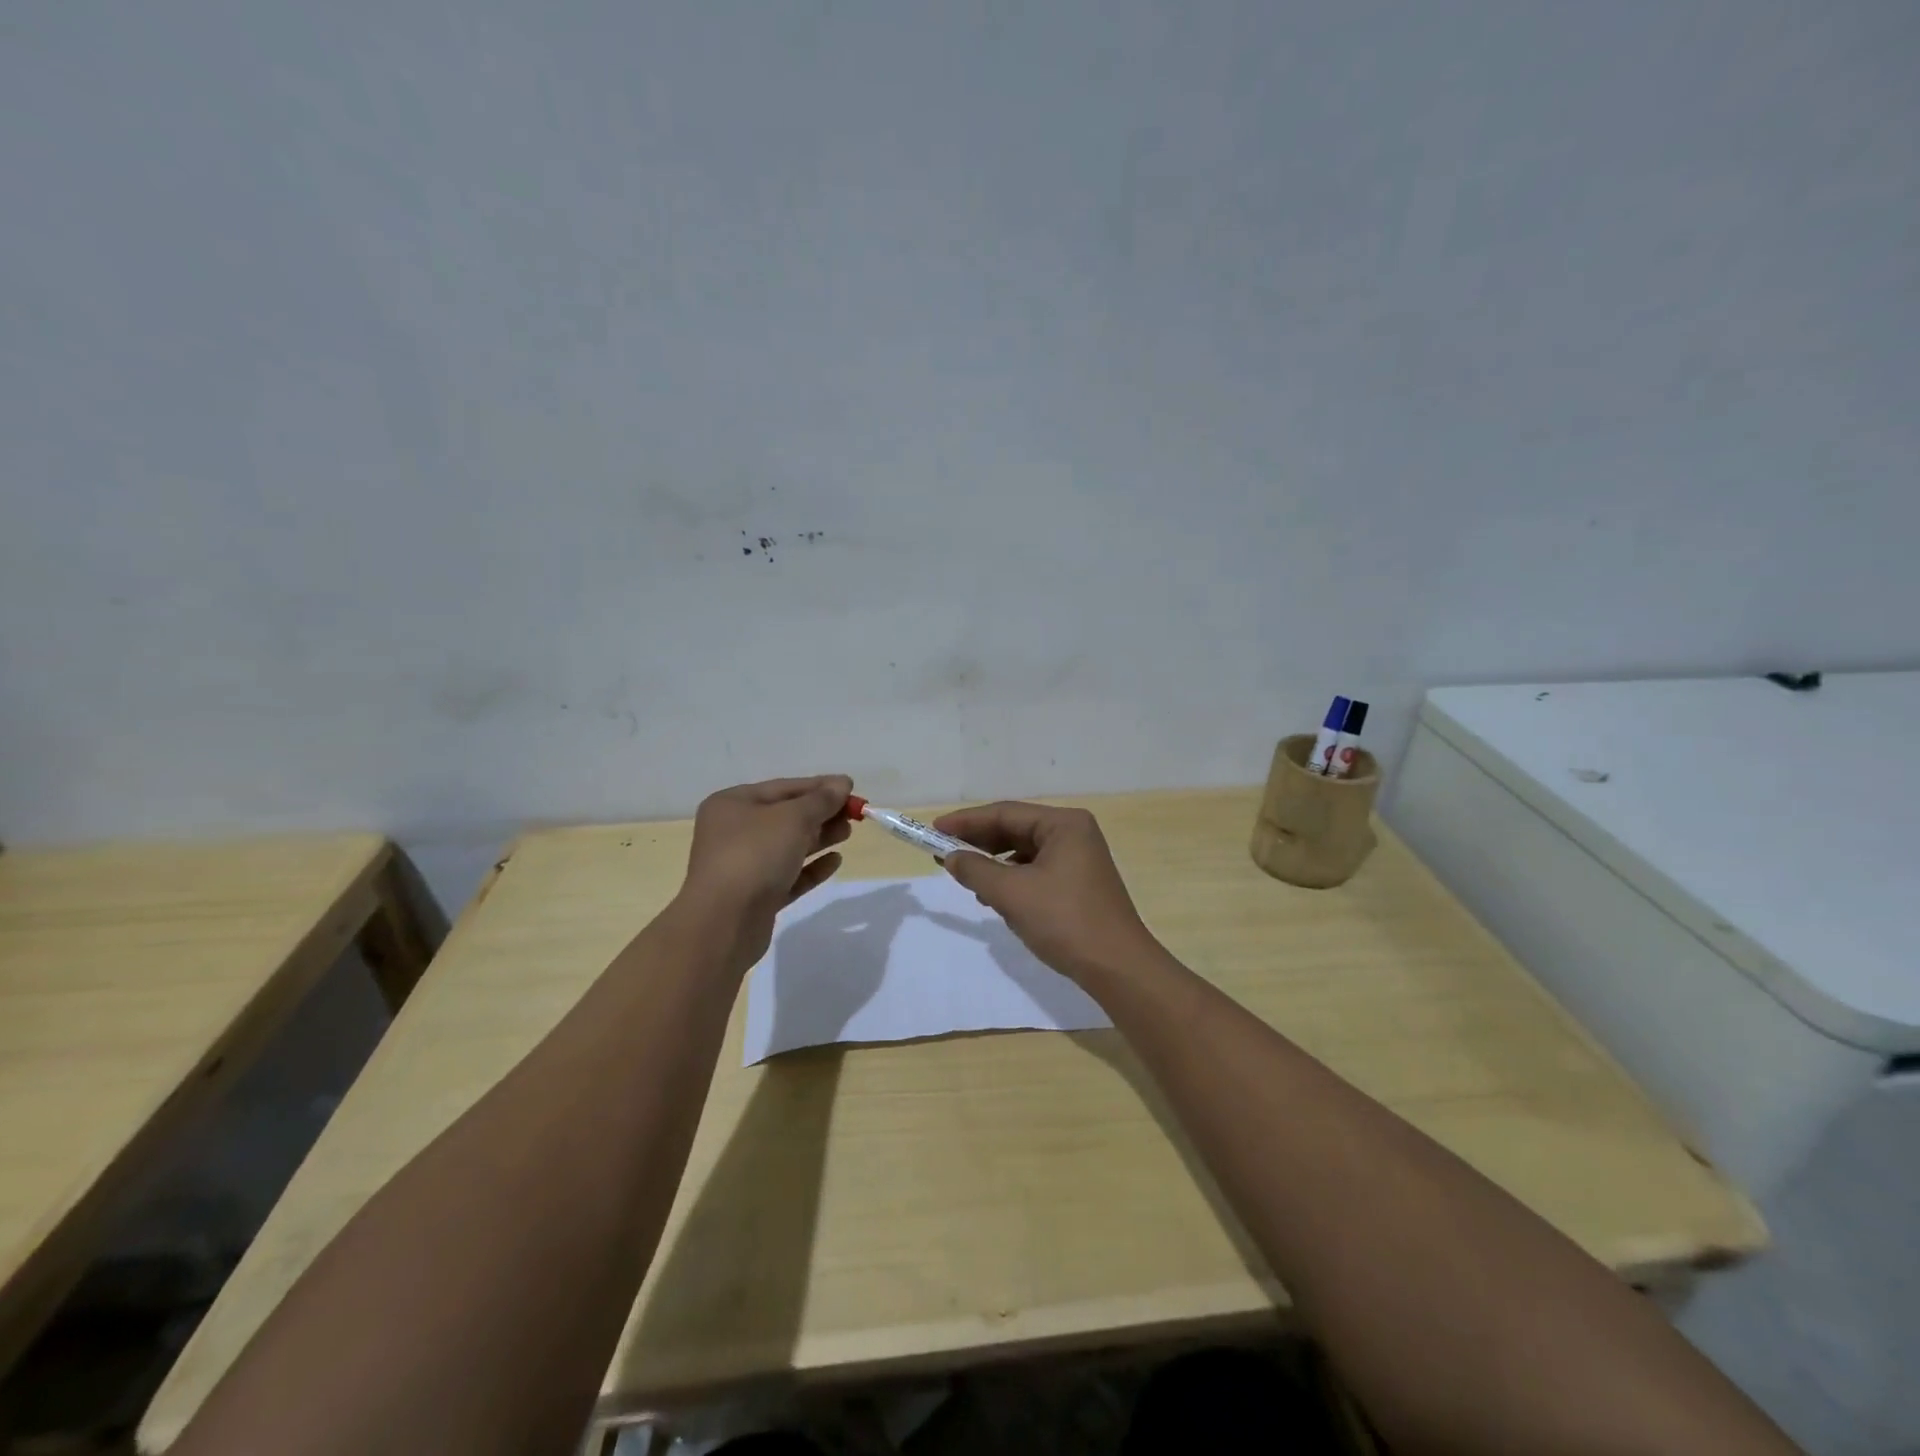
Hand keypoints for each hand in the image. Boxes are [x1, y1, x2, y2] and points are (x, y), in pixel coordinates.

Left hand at [680, 775, 852, 957]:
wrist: (723, 923)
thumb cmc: (755, 855)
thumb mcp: (793, 818)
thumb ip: (821, 800)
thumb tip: (842, 782)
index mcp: (733, 804)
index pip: (783, 788)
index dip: (819, 786)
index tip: (851, 788)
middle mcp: (734, 832)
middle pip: (785, 817)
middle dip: (821, 813)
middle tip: (854, 815)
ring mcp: (743, 866)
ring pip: (788, 846)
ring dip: (819, 838)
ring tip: (848, 833)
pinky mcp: (756, 896)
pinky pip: (788, 875)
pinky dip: (811, 867)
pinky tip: (835, 861)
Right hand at [933, 802, 1163, 984]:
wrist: (1117, 967)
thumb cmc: (1065, 921)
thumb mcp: (1012, 894)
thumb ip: (976, 870)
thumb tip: (951, 858)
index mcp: (1064, 824)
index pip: (1005, 813)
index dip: (966, 821)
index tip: (934, 830)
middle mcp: (1074, 834)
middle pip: (1015, 830)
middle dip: (979, 843)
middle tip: (943, 854)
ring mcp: (1079, 859)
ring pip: (1024, 853)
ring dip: (994, 865)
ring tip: (967, 879)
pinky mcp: (1078, 883)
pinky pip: (1036, 871)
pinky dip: (1013, 881)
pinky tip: (995, 897)